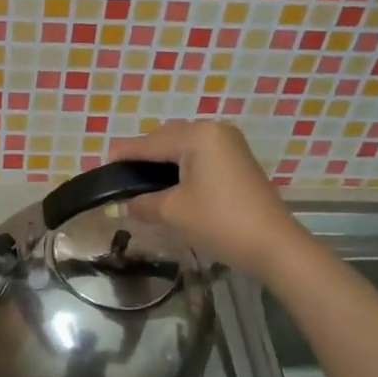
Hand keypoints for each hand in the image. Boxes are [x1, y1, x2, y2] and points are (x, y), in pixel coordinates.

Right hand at [107, 121, 309, 277]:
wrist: (273, 245)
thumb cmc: (219, 222)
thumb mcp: (173, 212)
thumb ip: (143, 203)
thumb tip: (125, 204)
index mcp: (198, 135)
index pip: (151, 143)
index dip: (126, 154)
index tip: (104, 163)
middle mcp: (215, 131)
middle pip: (168, 139)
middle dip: (144, 156)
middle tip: (121, 177)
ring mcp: (230, 145)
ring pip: (184, 148)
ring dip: (163, 162)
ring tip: (141, 183)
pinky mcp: (238, 162)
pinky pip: (200, 157)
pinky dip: (181, 167)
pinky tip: (169, 185)